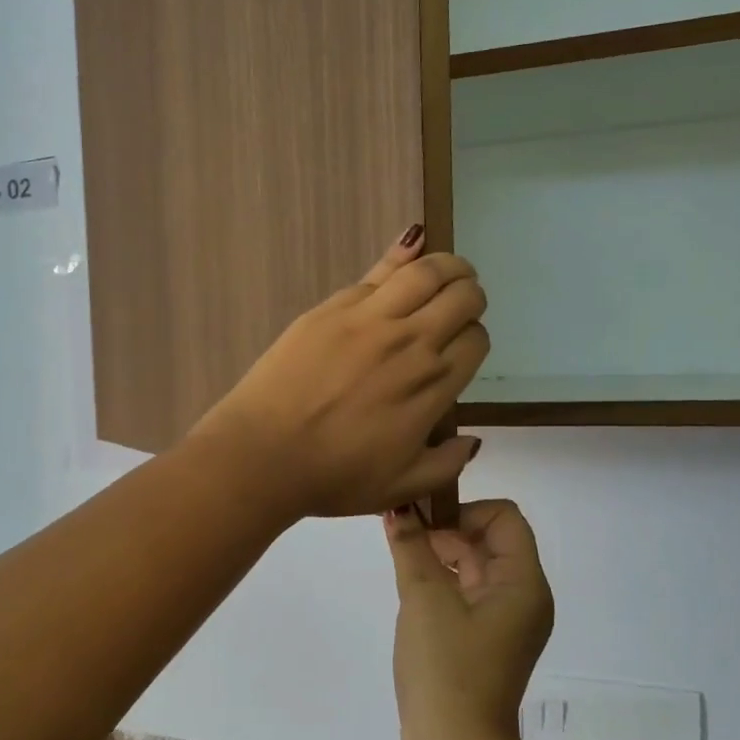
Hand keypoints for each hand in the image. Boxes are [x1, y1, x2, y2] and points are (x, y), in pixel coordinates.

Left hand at [191, 228, 489, 517]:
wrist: (263, 455)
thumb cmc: (332, 476)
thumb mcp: (401, 487)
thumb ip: (446, 464)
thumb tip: (473, 443)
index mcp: (432, 384)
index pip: (475, 340)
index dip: (473, 339)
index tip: (460, 348)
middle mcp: (410, 341)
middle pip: (461, 296)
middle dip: (470, 296)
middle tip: (462, 302)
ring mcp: (369, 318)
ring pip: (425, 271)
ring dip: (447, 266)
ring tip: (449, 269)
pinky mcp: (332, 307)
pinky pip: (378, 272)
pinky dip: (402, 258)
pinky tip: (409, 251)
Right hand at [384, 500, 553, 739]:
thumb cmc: (446, 668)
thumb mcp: (424, 599)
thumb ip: (410, 546)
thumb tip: (397, 508)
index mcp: (523, 583)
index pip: (504, 517)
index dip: (464, 511)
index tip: (425, 526)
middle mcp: (523, 596)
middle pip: (489, 539)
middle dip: (447, 530)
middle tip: (404, 537)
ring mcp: (505, 620)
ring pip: (476, 566)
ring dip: (441, 555)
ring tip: (403, 559)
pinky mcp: (486, 639)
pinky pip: (468, 592)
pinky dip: (442, 580)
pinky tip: (411, 587)